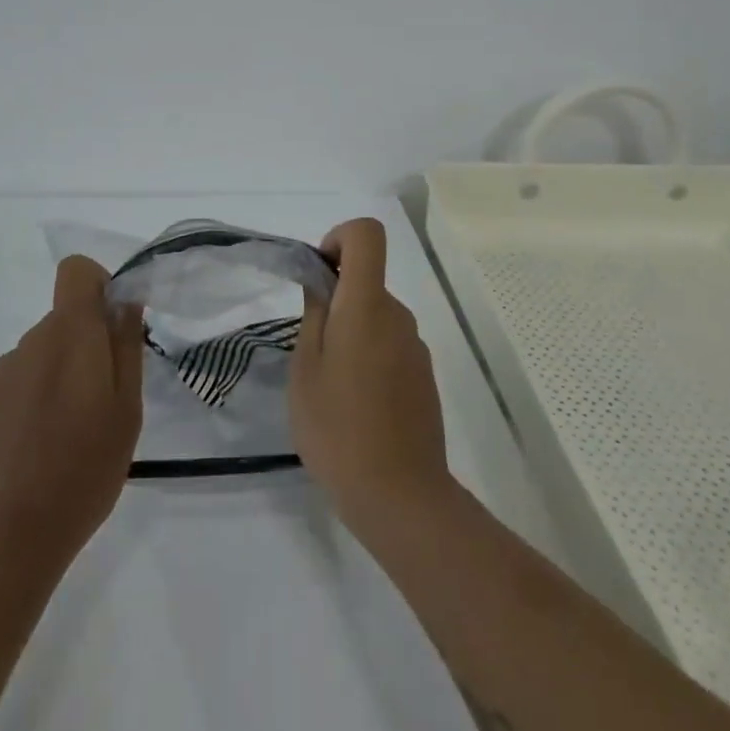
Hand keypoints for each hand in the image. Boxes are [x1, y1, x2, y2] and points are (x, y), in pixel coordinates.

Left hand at [0, 256, 144, 569]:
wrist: (6, 537)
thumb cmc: (83, 470)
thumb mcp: (127, 410)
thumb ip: (126, 346)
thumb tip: (124, 303)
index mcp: (70, 336)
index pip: (75, 271)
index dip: (98, 286)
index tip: (112, 328)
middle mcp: (29, 342)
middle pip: (63, 320)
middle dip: (86, 346)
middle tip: (101, 404)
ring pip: (40, 355)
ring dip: (58, 377)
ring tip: (66, 437)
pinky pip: (16, 383)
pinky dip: (31, 401)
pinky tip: (34, 451)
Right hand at [290, 218, 453, 537]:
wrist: (400, 496)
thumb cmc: (338, 428)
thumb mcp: (305, 368)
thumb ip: (314, 314)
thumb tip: (323, 282)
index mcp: (368, 305)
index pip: (367, 234)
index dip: (339, 238)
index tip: (319, 276)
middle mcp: (399, 316)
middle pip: (368, 279)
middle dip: (336, 299)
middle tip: (310, 349)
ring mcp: (416, 348)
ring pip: (377, 316)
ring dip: (351, 332)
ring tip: (330, 386)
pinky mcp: (424, 377)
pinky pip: (390, 345)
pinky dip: (369, 356)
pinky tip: (355, 405)